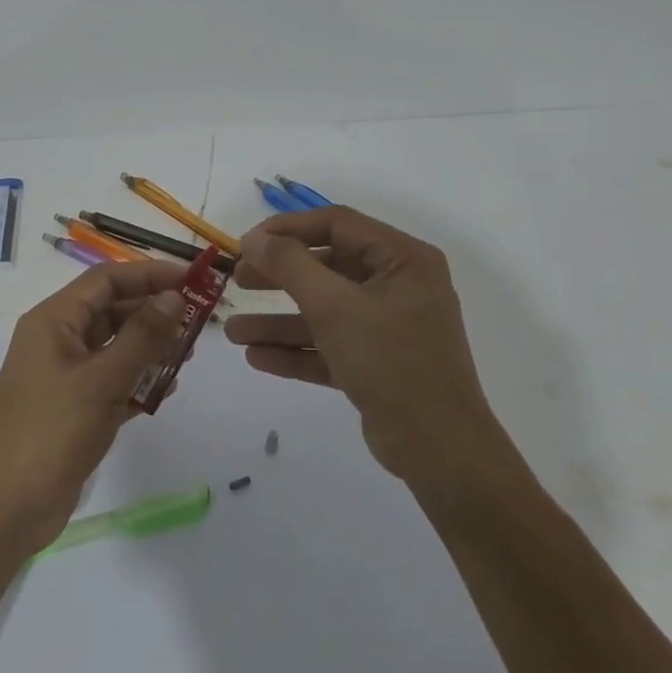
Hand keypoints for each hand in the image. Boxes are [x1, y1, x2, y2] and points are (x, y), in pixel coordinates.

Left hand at [0, 259, 188, 559]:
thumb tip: (173, 296)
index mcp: (53, 321)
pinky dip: (137, 382)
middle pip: (111, 311)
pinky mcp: (73, 409)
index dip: (149, 274)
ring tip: (188, 356)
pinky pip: (112, 382)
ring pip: (114, 347)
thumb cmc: (50, 432)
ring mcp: (64, 376)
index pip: (106, 280)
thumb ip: (142, 336)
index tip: (193, 279)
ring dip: (150, 349)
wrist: (4, 509)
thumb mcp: (102, 380)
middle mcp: (57, 340)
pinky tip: (165, 391)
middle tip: (198, 322)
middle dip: (153, 313)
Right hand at [224, 207, 508, 489]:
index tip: (246, 243)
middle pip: (327, 267)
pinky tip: (257, 357)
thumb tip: (254, 238)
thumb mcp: (334, 307)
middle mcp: (398, 285)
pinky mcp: (378, 362)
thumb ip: (290, 266)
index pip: (336, 224)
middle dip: (278, 276)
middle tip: (238, 281)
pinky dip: (297, 350)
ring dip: (279, 320)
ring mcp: (388, 326)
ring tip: (232, 332)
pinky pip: (331, 345)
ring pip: (324, 311)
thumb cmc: (390, 362)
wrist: (438, 449)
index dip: (287, 228)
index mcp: (402, 259)